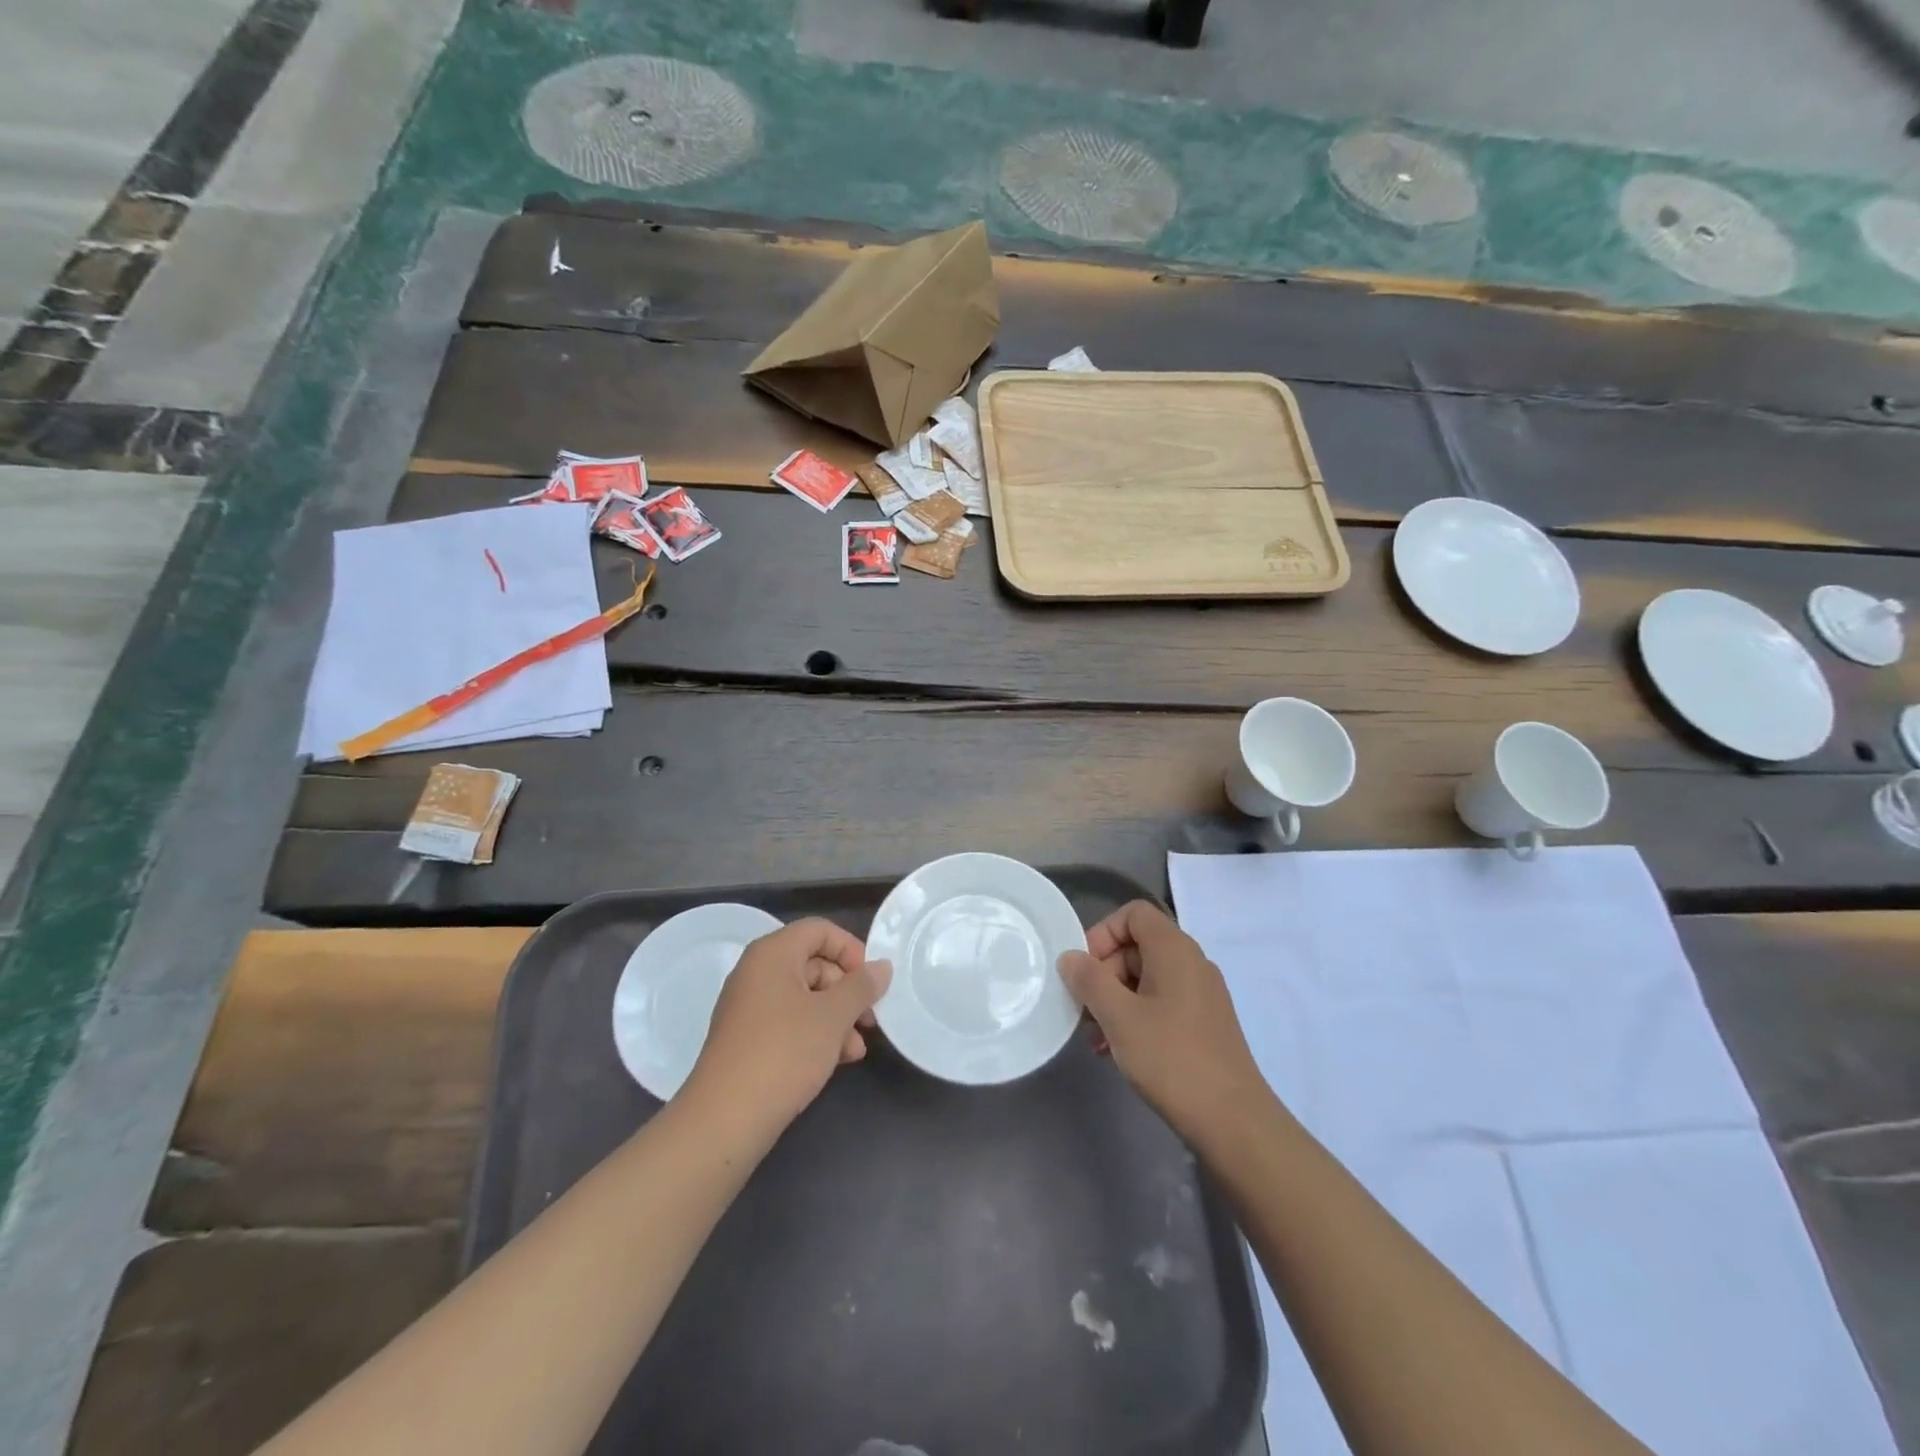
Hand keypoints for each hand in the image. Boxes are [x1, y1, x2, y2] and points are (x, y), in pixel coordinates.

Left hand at [684, 919, 892, 1132]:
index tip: (872, 981)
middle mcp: (757, 972)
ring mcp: (749, 1007)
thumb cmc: (784, 1052)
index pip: (819, 930)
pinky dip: (816, 1034)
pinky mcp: (748, 1040)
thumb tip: (882, 966)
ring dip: (837, 1017)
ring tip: (857, 1048)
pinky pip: (790, 1022)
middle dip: (847, 990)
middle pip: (814, 963)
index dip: (851, 949)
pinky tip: (838, 1060)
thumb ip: (861, 986)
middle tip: (870, 1019)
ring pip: (805, 997)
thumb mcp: (832, 1016)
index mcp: (772, 954)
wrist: (725, 1120)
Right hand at [1058, 900, 1267, 1141]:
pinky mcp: (1205, 1024)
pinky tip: (1118, 1050)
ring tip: (1095, 1036)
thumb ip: (1090, 981)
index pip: (1134, 914)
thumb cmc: (1171, 1059)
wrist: (1233, 1121)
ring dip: (1115, 999)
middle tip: (1085, 1009)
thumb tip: (1070, 957)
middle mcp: (1192, 963)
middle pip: (1137, 946)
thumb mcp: (1119, 1017)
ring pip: (1147, 978)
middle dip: (1104, 973)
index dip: (1103, 932)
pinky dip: (1136, 1016)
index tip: (1084, 969)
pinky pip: (1162, 1003)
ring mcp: (1202, 994)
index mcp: (1174, 950)